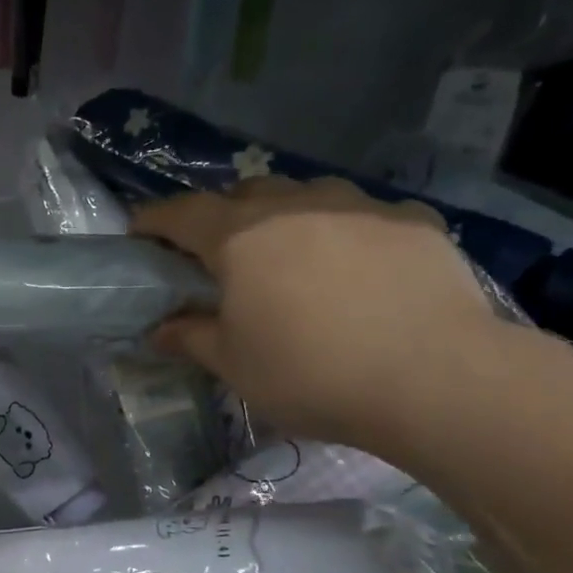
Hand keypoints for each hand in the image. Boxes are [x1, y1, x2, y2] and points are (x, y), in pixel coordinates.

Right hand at [132, 177, 501, 448]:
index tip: (137, 232)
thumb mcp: (235, 365)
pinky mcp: (412, 220)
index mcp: (241, 237)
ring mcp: (359, 206)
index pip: (180, 214)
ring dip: (284, 219)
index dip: (153, 220)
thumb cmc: (310, 373)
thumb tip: (158, 329)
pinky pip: (363, 215)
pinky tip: (358, 267)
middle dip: (221, 217)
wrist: (435, 377)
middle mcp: (295, 205)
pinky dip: (345, 233)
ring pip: (305, 197)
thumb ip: (191, 337)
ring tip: (291, 258)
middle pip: (243, 194)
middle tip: (218, 256)